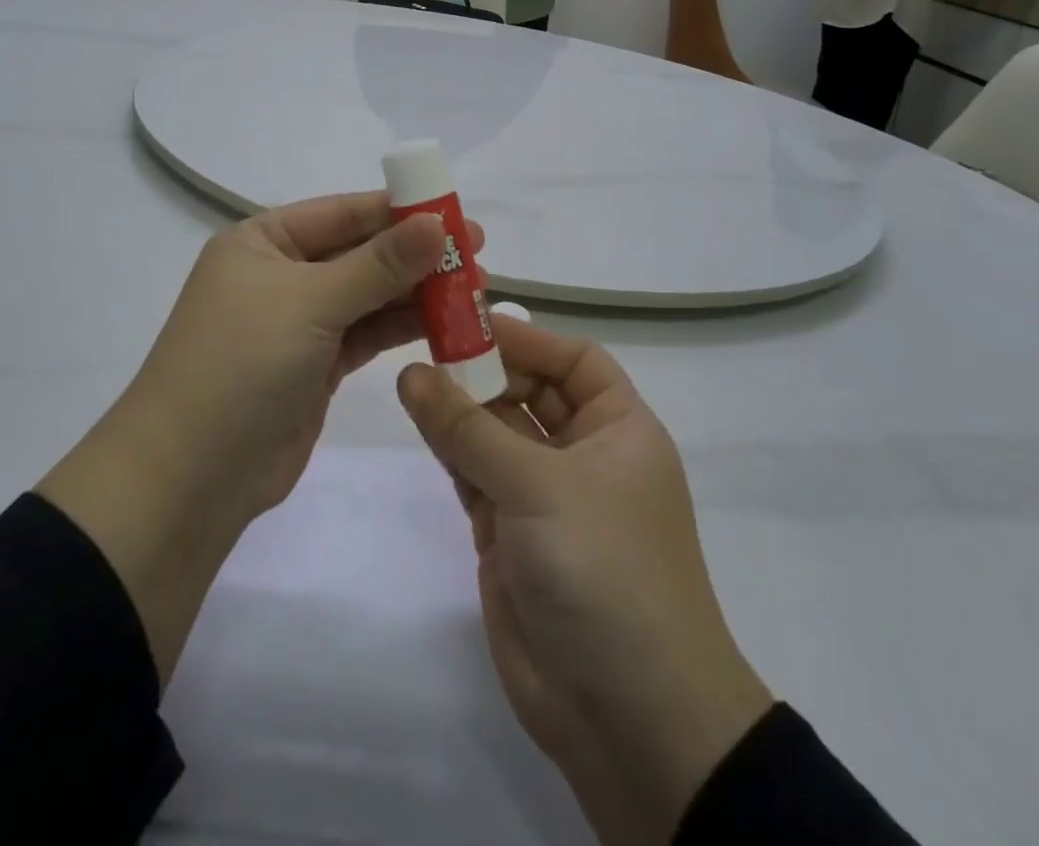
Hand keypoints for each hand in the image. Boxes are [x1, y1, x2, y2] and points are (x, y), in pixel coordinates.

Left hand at [128, 191, 481, 518]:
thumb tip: (437, 223)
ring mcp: (299, 322)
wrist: (191, 476)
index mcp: (263, 241)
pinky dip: (402, 328)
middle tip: (476, 254)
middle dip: (414, 253)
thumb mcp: (310, 302)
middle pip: (359, 253)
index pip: (342, 212)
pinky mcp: (316, 366)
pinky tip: (445, 323)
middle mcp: (280, 274)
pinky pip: (367, 334)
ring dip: (415, 292)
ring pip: (368, 295)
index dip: (400, 210)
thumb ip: (378, 264)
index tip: (456, 211)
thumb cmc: (241, 364)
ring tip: (473, 289)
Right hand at [397, 319, 772, 845]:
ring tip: (410, 378)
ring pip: (496, 433)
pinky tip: (420, 422)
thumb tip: (411, 372)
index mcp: (618, 430)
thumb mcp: (537, 485)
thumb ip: (467, 429)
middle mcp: (584, 455)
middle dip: (484, 371)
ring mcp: (545, 497)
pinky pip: (476, 476)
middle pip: (529, 392)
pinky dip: (450, 451)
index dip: (526, 338)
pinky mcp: (510, 535)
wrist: (627, 716)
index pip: (574, 360)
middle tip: (426, 346)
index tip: (467, 321)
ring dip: (459, 409)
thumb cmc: (603, 568)